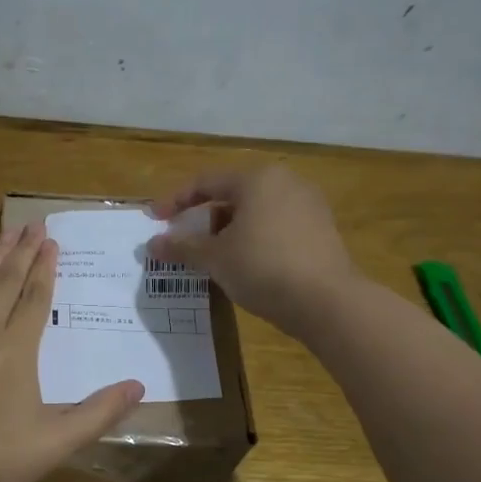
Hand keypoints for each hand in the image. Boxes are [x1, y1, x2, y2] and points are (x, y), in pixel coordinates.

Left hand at [0, 221, 144, 481]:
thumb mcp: (57, 440)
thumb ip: (98, 412)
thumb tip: (138, 387)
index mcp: (17, 349)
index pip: (36, 298)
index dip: (45, 268)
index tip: (51, 240)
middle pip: (5, 284)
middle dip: (20, 252)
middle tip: (30, 224)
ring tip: (0, 237)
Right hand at [148, 165, 356, 337]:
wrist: (327, 302)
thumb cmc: (263, 268)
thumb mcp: (215, 258)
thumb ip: (182, 247)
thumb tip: (152, 244)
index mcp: (257, 179)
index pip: (206, 182)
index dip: (175, 201)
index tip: (154, 220)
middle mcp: (285, 183)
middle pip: (231, 195)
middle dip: (202, 219)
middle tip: (182, 242)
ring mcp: (308, 206)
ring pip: (254, 213)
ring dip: (226, 231)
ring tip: (209, 257)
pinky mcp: (321, 231)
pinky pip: (275, 227)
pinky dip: (252, 239)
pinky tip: (242, 264)